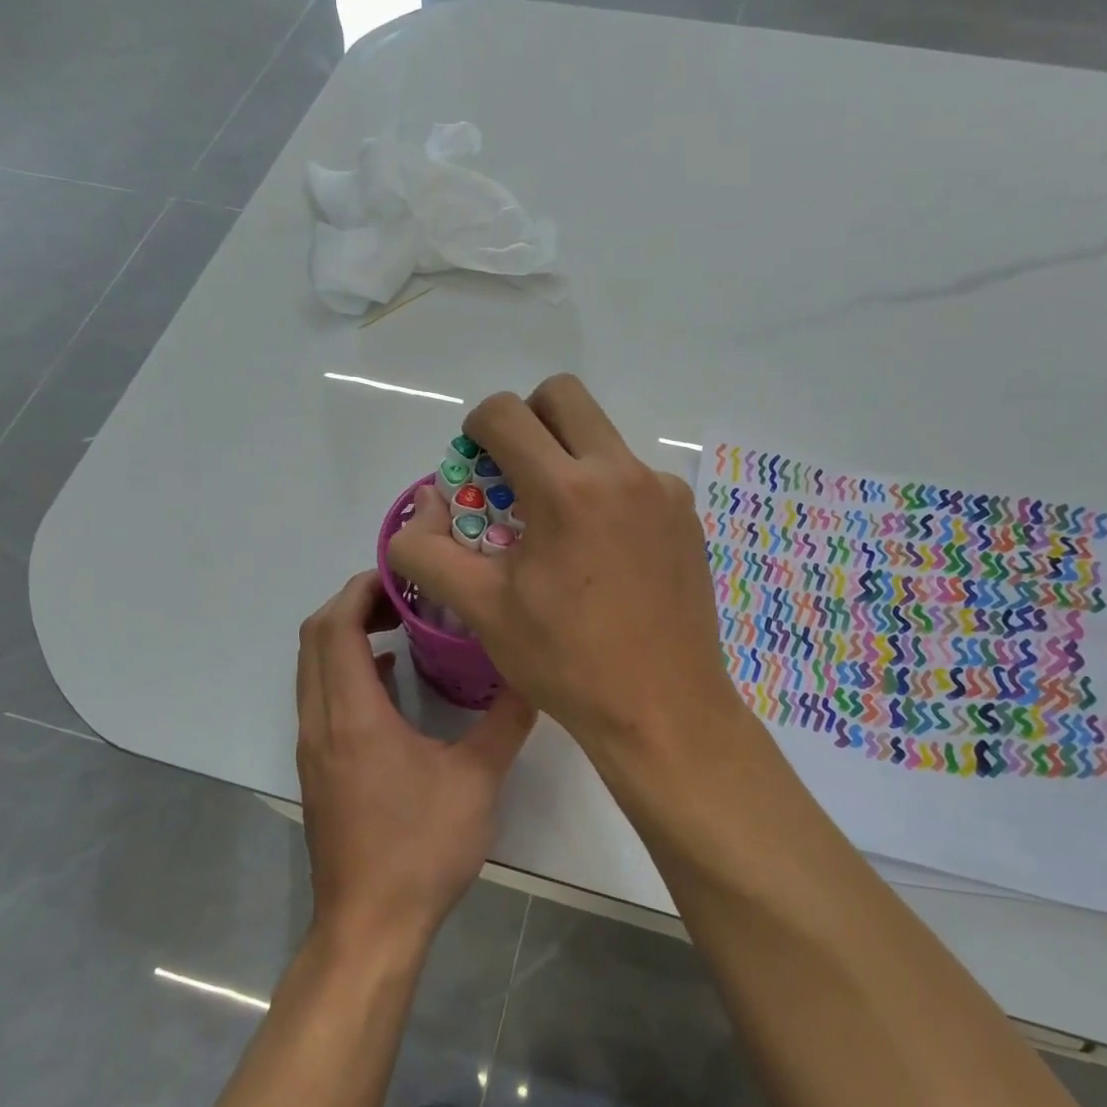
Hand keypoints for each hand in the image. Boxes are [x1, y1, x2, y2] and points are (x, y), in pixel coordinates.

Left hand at [296, 570, 536, 950]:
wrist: (369, 927)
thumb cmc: (420, 849)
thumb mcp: (477, 781)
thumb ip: (505, 721)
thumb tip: (533, 674)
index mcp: (353, 716)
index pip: (335, 627)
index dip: (361, 589)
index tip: (402, 576)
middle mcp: (321, 722)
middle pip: (314, 638)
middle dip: (352, 603)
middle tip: (404, 594)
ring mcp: (314, 747)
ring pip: (312, 667)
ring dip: (344, 635)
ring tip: (398, 625)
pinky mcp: (319, 767)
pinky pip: (320, 695)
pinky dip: (344, 668)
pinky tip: (388, 678)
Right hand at [388, 374, 742, 768]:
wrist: (663, 710)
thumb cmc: (566, 661)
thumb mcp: (481, 610)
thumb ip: (427, 552)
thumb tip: (420, 507)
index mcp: (566, 489)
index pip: (506, 412)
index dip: (476, 428)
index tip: (475, 465)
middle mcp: (621, 472)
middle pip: (564, 396)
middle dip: (527, 419)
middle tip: (514, 473)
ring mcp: (662, 491)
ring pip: (603, 437)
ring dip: (570, 457)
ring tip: (559, 525)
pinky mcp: (686, 515)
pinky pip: (636, 477)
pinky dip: (608, 492)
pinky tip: (604, 553)